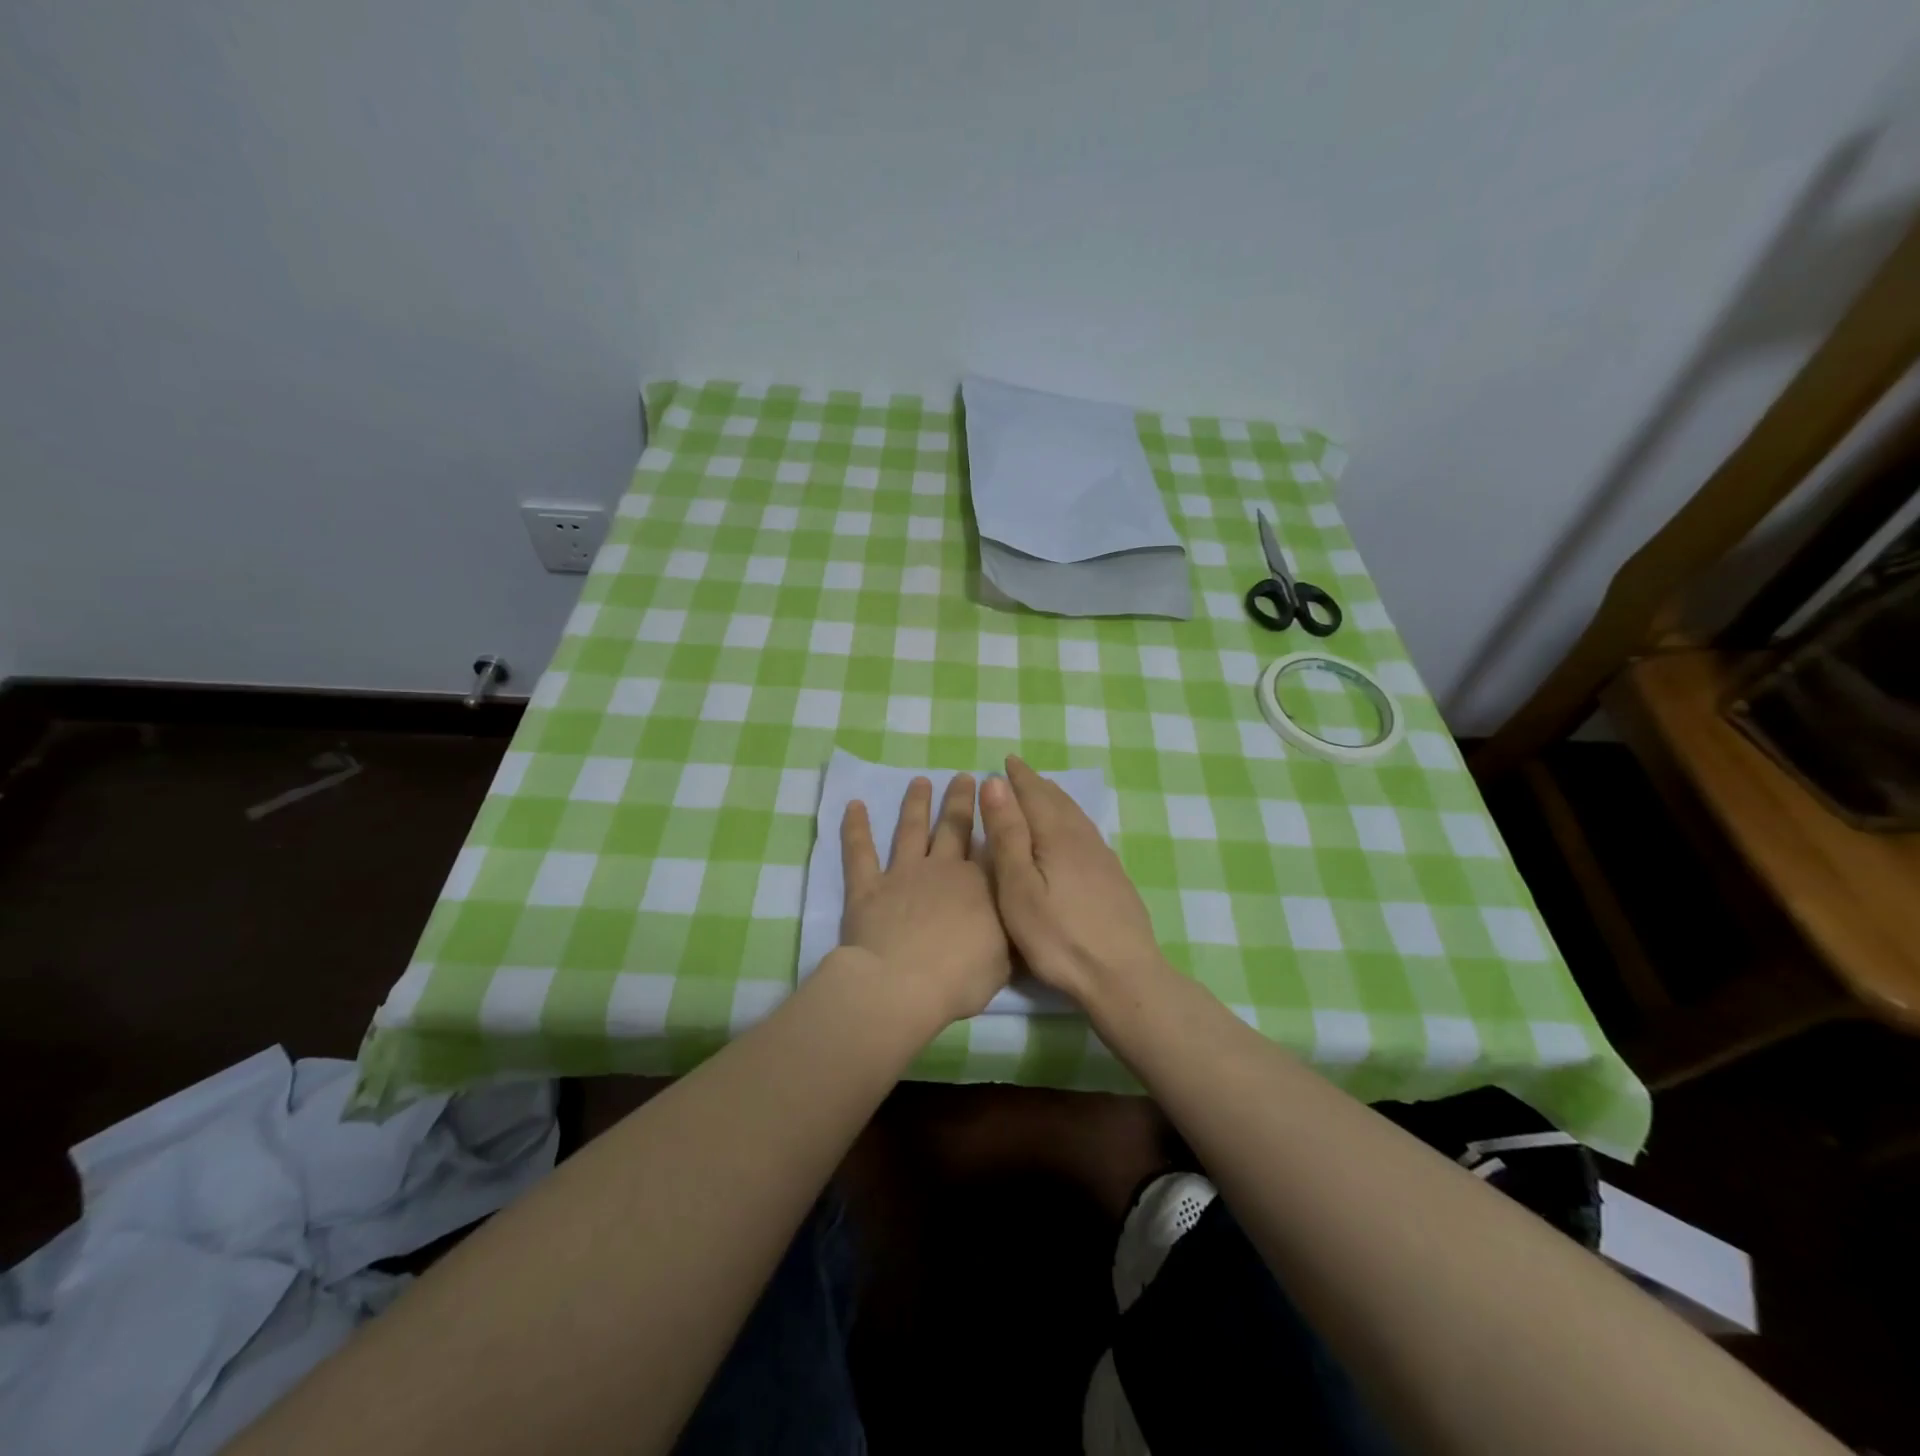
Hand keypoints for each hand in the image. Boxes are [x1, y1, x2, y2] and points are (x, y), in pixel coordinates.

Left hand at [837, 774, 1011, 1025]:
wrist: (904, 986)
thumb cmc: (961, 978)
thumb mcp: (1004, 959)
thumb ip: (1008, 931)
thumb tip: (1017, 912)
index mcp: (981, 885)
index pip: (991, 846)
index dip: (995, 820)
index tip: (997, 797)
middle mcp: (943, 869)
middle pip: (953, 827)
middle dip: (960, 800)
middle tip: (963, 777)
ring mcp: (903, 874)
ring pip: (910, 830)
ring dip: (915, 804)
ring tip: (920, 781)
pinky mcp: (868, 887)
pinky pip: (860, 852)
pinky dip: (855, 828)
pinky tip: (855, 805)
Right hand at [978, 756, 1167, 1004]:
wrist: (1123, 976)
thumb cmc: (1059, 937)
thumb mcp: (1019, 888)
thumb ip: (1008, 835)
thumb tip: (996, 783)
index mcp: (1057, 836)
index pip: (1034, 794)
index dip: (1018, 777)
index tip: (1006, 760)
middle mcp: (1083, 838)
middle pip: (1058, 801)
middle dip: (1036, 784)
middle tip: (1020, 773)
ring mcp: (1103, 858)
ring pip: (1075, 816)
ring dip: (1056, 799)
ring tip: (1044, 793)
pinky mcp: (1114, 878)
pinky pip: (1087, 832)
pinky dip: (1071, 819)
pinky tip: (1073, 833)